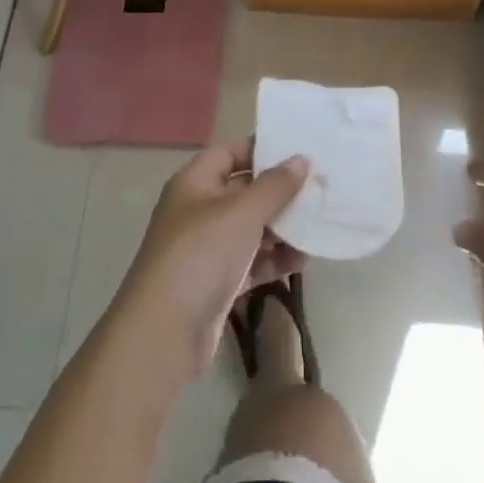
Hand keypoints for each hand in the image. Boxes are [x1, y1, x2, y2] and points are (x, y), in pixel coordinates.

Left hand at [117, 138, 308, 374]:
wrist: (164, 333)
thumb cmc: (201, 255)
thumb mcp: (242, 213)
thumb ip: (275, 185)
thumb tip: (301, 159)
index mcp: (195, 183)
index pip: (231, 153)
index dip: (262, 149)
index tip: (299, 151)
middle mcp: (199, 210)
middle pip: (244, 191)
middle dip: (279, 193)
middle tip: (319, 190)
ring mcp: (207, 248)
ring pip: (251, 229)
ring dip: (281, 230)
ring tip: (316, 228)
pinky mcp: (217, 282)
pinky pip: (251, 261)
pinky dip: (273, 260)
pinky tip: (300, 262)